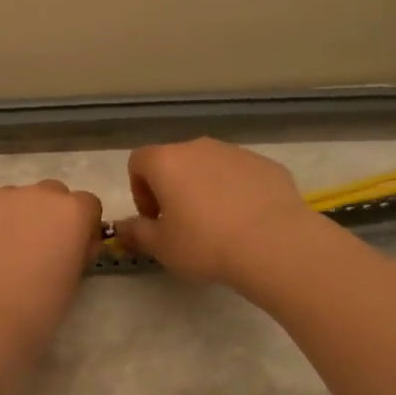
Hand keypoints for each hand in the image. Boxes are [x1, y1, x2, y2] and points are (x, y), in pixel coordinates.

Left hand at [0, 180, 102, 350]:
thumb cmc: (39, 308)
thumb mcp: (74, 279)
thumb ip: (75, 250)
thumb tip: (67, 244)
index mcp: (72, 211)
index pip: (87, 204)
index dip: (80, 226)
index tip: (71, 250)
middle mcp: (38, 193)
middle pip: (50, 194)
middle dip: (47, 215)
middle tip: (34, 250)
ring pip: (12, 199)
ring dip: (12, 218)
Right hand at [114, 138, 320, 286]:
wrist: (274, 243)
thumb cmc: (205, 244)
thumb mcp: (161, 247)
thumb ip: (136, 233)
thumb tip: (121, 228)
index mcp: (167, 161)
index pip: (138, 162)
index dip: (139, 190)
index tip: (154, 219)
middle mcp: (199, 148)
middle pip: (175, 161)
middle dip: (173, 189)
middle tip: (182, 224)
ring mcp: (236, 153)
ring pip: (210, 167)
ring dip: (205, 189)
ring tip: (218, 225)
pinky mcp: (266, 165)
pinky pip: (241, 175)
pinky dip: (237, 192)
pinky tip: (247, 222)